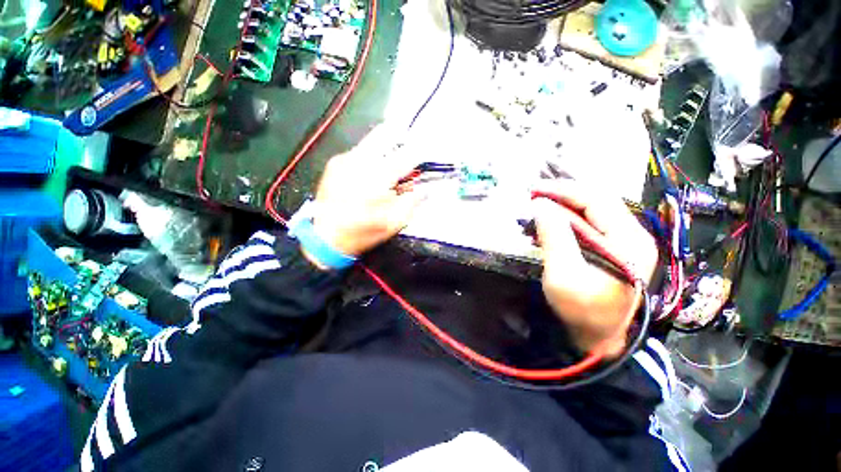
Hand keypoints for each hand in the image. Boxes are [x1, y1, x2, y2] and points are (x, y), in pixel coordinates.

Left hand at [308, 127, 424, 262]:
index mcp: (379, 178)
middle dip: (401, 138)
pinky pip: (359, 151)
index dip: (420, 153)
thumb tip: (424, 189)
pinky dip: (370, 158)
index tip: (427, 153)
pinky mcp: (335, 162)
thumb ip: (412, 202)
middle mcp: (361, 161)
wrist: (324, 237)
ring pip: (372, 140)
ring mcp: (345, 159)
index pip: (407, 155)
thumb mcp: (394, 223)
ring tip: (388, 168)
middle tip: (407, 153)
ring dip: (385, 149)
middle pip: (386, 133)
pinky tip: (370, 174)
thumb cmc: (362, 232)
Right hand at [532, 180, 657, 357]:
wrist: (598, 340)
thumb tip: (540, 206)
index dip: (563, 190)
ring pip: (592, 211)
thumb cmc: (583, 311)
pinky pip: (588, 224)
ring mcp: (624, 243)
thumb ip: (555, 237)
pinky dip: (566, 219)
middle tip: (533, 194)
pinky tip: (549, 221)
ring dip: (563, 205)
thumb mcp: (564, 275)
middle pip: (596, 202)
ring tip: (538, 204)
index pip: (596, 200)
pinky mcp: (613, 250)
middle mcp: (633, 235)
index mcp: (629, 240)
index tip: (534, 189)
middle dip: (562, 195)